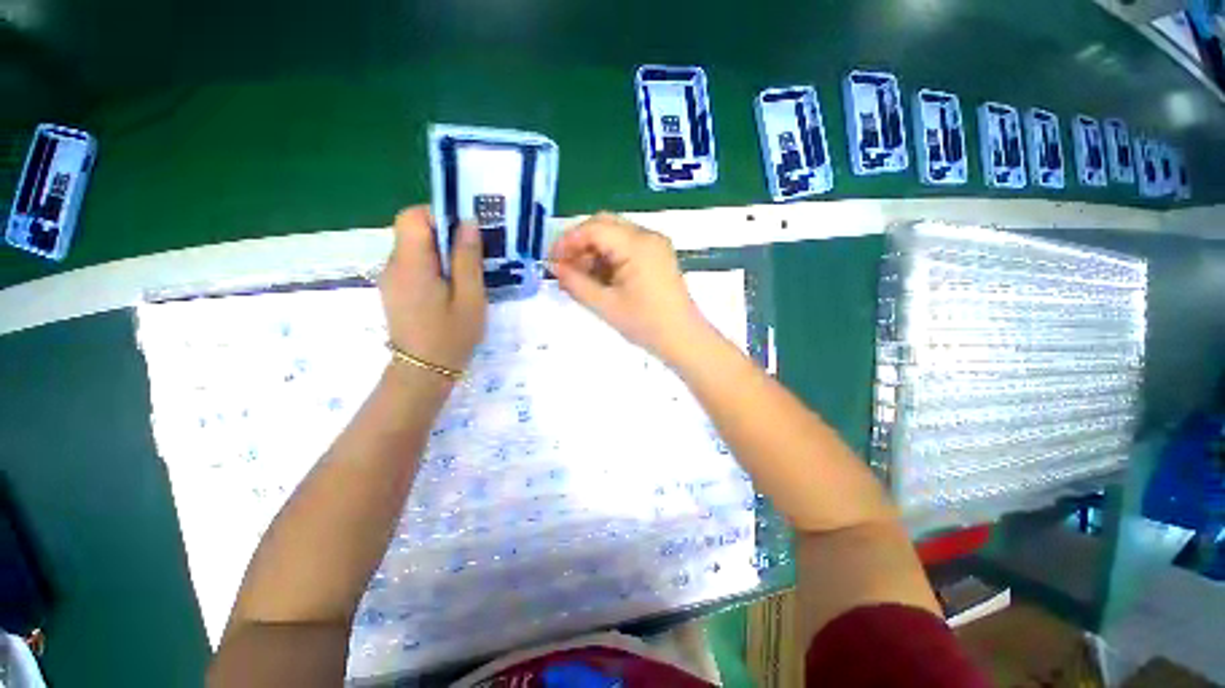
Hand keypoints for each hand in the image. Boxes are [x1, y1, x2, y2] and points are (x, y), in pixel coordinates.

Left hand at [379, 207, 486, 374]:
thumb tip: (468, 223)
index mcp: (411, 264)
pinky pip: (414, 265)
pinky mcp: (396, 290)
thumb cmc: (451, 336)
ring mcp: (392, 278)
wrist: (423, 372)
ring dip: (442, 252)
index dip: (439, 216)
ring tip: (468, 273)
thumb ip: (467, 259)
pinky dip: (434, 266)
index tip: (466, 232)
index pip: (412, 217)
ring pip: (415, 248)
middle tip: (475, 254)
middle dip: (445, 235)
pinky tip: (453, 287)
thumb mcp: (470, 298)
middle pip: (413, 231)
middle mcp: (393, 265)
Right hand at [550, 212, 710, 363]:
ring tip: (578, 278)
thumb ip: (575, 283)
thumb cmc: (646, 324)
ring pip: (614, 236)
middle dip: (579, 244)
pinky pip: (626, 247)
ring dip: (593, 252)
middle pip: (604, 225)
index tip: (551, 261)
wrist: (683, 340)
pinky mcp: (657, 257)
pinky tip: (598, 279)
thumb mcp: (605, 305)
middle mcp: (647, 236)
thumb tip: (553, 267)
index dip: (567, 241)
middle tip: (563, 268)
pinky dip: (608, 259)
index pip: (594, 228)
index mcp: (637, 244)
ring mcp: (655, 245)